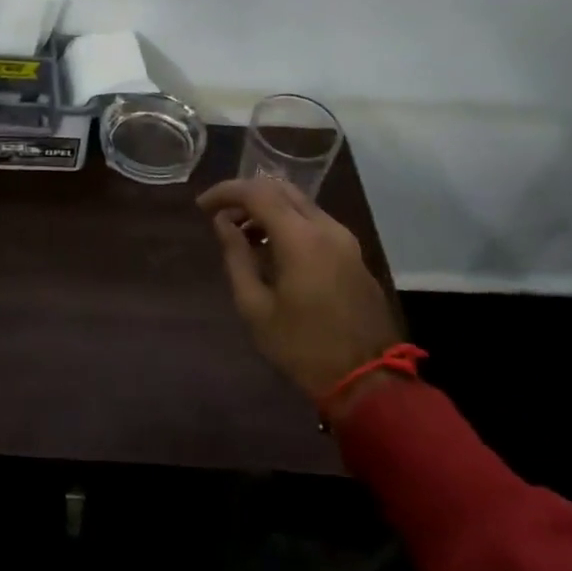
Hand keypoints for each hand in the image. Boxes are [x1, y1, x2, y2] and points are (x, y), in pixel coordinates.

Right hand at [198, 178, 404, 402]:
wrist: (369, 381)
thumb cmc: (303, 347)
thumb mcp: (256, 307)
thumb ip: (236, 257)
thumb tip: (223, 223)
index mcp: (301, 238)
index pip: (257, 192)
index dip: (226, 192)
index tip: (202, 206)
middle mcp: (326, 228)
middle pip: (281, 189)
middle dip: (246, 195)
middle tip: (220, 215)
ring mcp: (345, 239)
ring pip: (300, 203)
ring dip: (268, 209)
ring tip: (241, 234)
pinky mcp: (353, 254)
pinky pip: (314, 222)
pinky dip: (288, 222)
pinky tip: (270, 248)